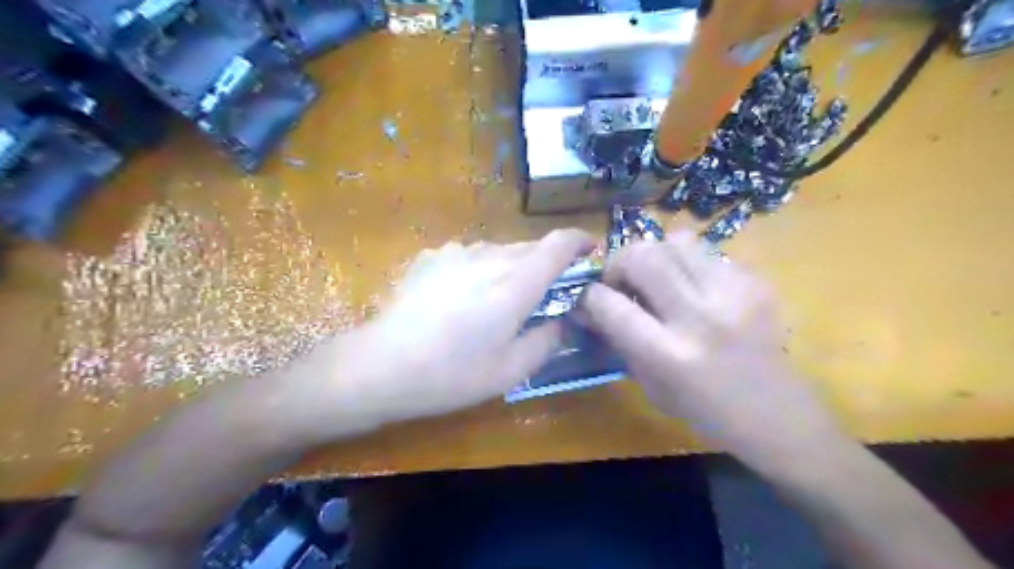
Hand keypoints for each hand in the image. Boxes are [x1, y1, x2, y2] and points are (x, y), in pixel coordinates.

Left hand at [300, 228, 596, 433]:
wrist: (382, 365)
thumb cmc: (452, 374)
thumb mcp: (511, 370)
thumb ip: (547, 340)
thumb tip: (563, 320)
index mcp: (515, 283)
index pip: (558, 243)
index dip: (579, 241)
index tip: (589, 251)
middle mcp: (489, 256)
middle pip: (530, 247)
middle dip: (545, 265)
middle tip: (542, 296)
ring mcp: (456, 252)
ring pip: (499, 251)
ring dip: (509, 268)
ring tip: (495, 302)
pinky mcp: (432, 257)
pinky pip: (469, 256)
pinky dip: (478, 270)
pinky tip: (459, 298)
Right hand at [577, 230, 839, 465]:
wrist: (780, 416)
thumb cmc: (706, 412)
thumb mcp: (650, 386)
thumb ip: (619, 340)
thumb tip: (589, 306)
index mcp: (668, 355)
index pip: (609, 304)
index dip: (588, 295)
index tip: (586, 297)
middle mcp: (700, 316)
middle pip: (641, 255)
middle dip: (619, 263)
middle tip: (621, 281)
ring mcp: (733, 293)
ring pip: (676, 240)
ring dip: (655, 256)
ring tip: (659, 279)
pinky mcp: (756, 282)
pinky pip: (707, 252)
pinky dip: (688, 265)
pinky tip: (694, 289)